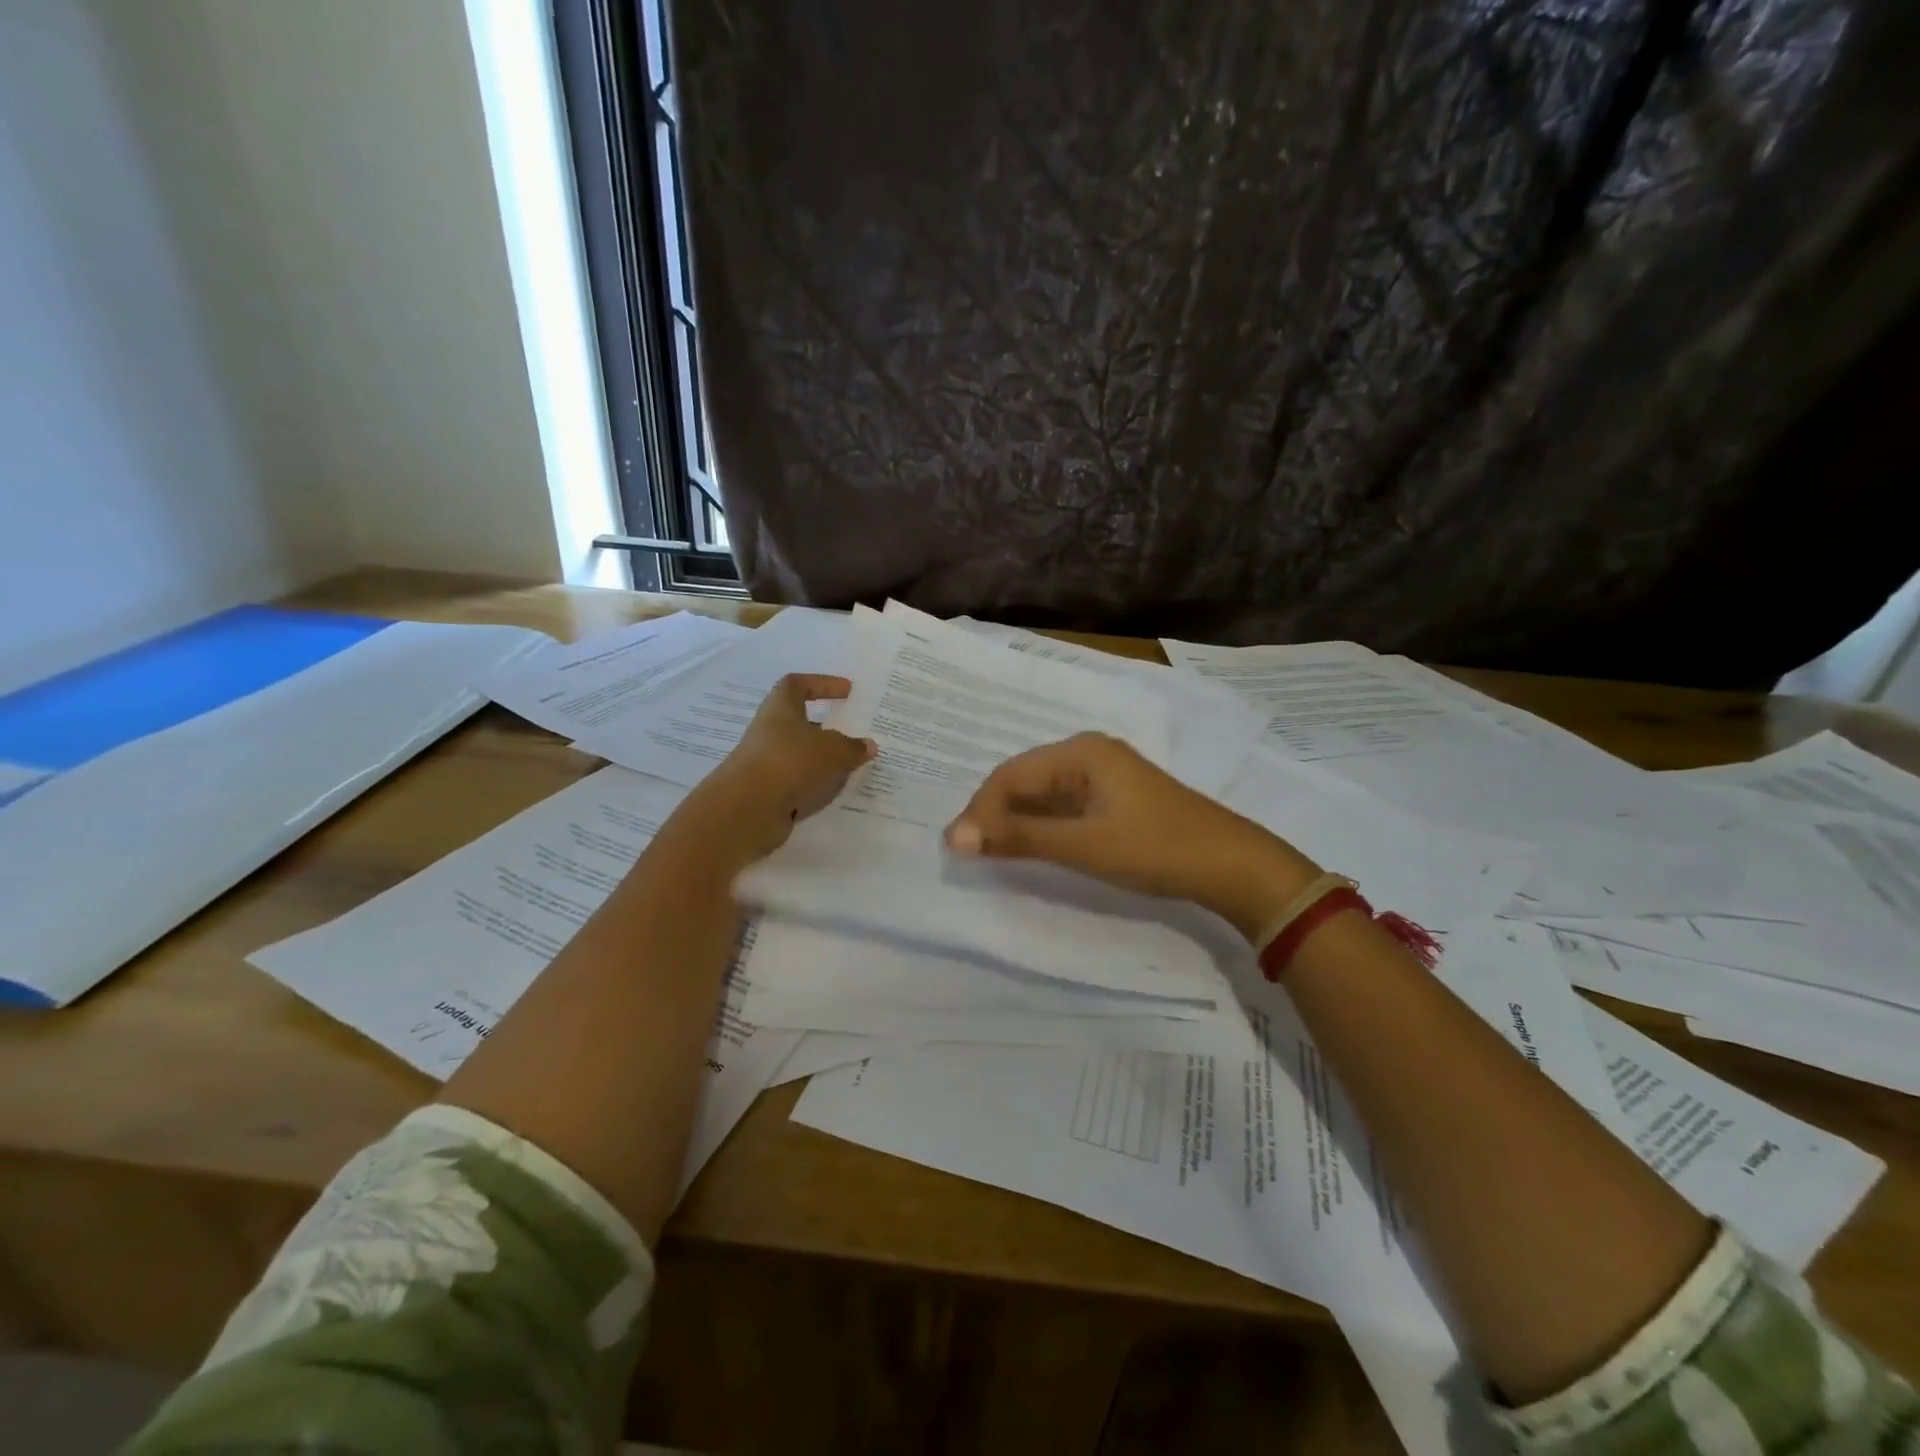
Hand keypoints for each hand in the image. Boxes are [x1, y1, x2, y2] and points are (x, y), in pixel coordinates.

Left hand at [699, 674, 875, 860]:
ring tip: (849, 768)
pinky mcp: (765, 792)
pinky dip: (813, 785)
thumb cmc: (791, 762)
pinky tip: (831, 794)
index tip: (846, 691)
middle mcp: (769, 732)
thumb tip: (868, 746)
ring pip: (798, 756)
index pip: (797, 684)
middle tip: (852, 735)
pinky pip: (795, 783)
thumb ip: (853, 747)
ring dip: (821, 760)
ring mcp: (765, 763)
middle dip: (826, 729)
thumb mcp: (833, 751)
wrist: (748, 809)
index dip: (822, 684)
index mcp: (781, 709)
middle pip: (798, 723)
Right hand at [944, 733, 1321, 941]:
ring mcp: (1105, 775)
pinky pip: (1065, 806)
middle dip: (995, 814)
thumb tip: (954, 837)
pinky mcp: (1116, 798)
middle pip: (1025, 780)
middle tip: (970, 853)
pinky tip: (1033, 848)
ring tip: (994, 853)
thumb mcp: (1083, 845)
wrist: (1232, 866)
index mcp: (1081, 751)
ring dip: (1018, 822)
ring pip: (1044, 794)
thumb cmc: (1156, 848)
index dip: (980, 810)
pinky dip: (1044, 827)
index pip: (1011, 774)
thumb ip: (1020, 838)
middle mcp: (1089, 753)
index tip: (958, 848)